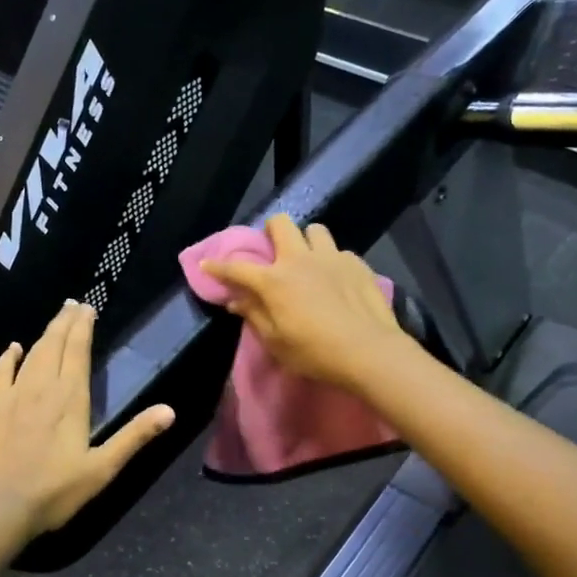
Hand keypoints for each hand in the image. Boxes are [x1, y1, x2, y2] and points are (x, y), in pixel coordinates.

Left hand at [0, 300, 175, 538]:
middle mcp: (42, 388)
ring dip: (44, 334)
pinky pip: (1, 373)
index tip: (88, 309)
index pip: (78, 352)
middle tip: (73, 304)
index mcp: (71, 399)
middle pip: (55, 345)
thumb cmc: (54, 491)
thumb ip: (134, 437)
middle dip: (65, 322)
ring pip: (31, 354)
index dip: (83, 328)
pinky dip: (8, 358)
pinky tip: (13, 348)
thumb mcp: (103, 468)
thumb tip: (169, 411)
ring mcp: (13, 396)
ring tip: (55, 319)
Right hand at [198, 214, 410, 394]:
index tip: (207, 264)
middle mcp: (300, 259)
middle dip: (271, 231)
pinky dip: (333, 262)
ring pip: (315, 230)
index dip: (218, 266)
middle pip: (280, 223)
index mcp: (275, 280)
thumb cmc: (315, 352)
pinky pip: (340, 252)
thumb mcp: (277, 342)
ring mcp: (332, 257)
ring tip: (310, 261)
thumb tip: (236, 300)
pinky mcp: (357, 263)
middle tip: (273, 250)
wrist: (369, 351)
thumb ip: (255, 315)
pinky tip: (337, 280)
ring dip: (307, 241)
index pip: (237, 267)